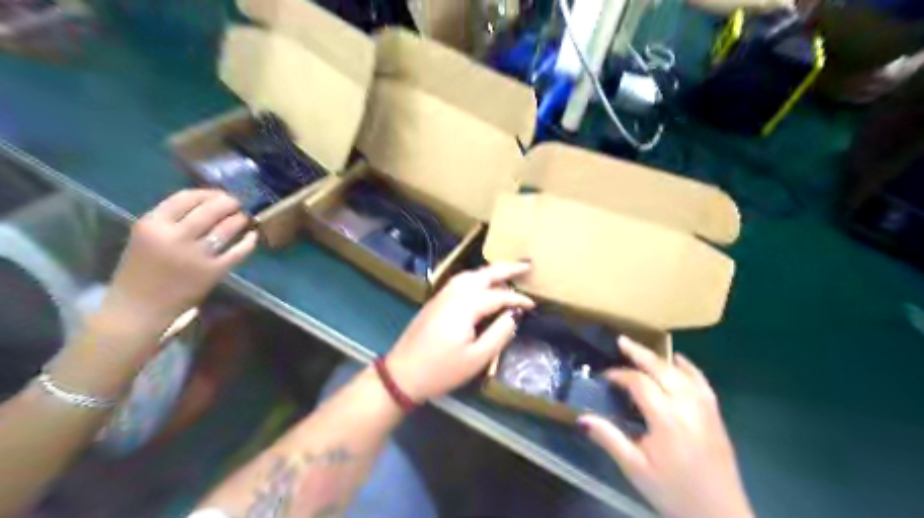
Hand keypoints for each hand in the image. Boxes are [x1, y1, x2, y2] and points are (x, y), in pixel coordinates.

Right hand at [102, 189, 255, 340]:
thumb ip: (170, 221)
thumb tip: (206, 204)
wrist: (138, 309)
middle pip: (211, 210)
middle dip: (229, 203)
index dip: (207, 193)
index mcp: (151, 225)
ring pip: (227, 228)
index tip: (218, 194)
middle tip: (237, 203)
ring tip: (244, 217)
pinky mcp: (213, 271)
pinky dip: (249, 241)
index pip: (186, 197)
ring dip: (239, 219)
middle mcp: (174, 237)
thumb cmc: (140, 272)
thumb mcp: (145, 238)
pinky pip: (238, 251)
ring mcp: (196, 255)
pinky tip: (252, 236)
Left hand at [387, 263, 535, 399]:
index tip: (533, 305)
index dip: (517, 299)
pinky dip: (476, 277)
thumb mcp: (477, 358)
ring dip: (490, 271)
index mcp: (465, 306)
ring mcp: (441, 295)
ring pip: (470, 275)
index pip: (498, 295)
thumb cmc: (442, 370)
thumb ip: (499, 334)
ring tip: (507, 274)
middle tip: (526, 265)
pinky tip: (481, 285)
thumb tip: (513, 315)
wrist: (402, 374)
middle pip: (483, 274)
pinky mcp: (435, 301)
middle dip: (506, 269)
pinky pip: (460, 281)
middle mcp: (453, 294)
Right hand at [580, 337, 754, 517]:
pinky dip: (688, 368)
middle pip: (662, 370)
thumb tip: (582, 417)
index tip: (605, 377)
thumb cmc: (673, 493)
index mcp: (667, 420)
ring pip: (682, 373)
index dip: (620, 375)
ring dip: (660, 358)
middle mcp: (688, 407)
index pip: (640, 384)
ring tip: (643, 350)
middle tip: (622, 341)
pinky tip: (679, 361)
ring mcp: (705, 409)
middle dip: (640, 353)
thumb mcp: (635, 469)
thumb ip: (609, 439)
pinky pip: (701, 382)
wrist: (720, 517)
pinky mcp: (716, 416)